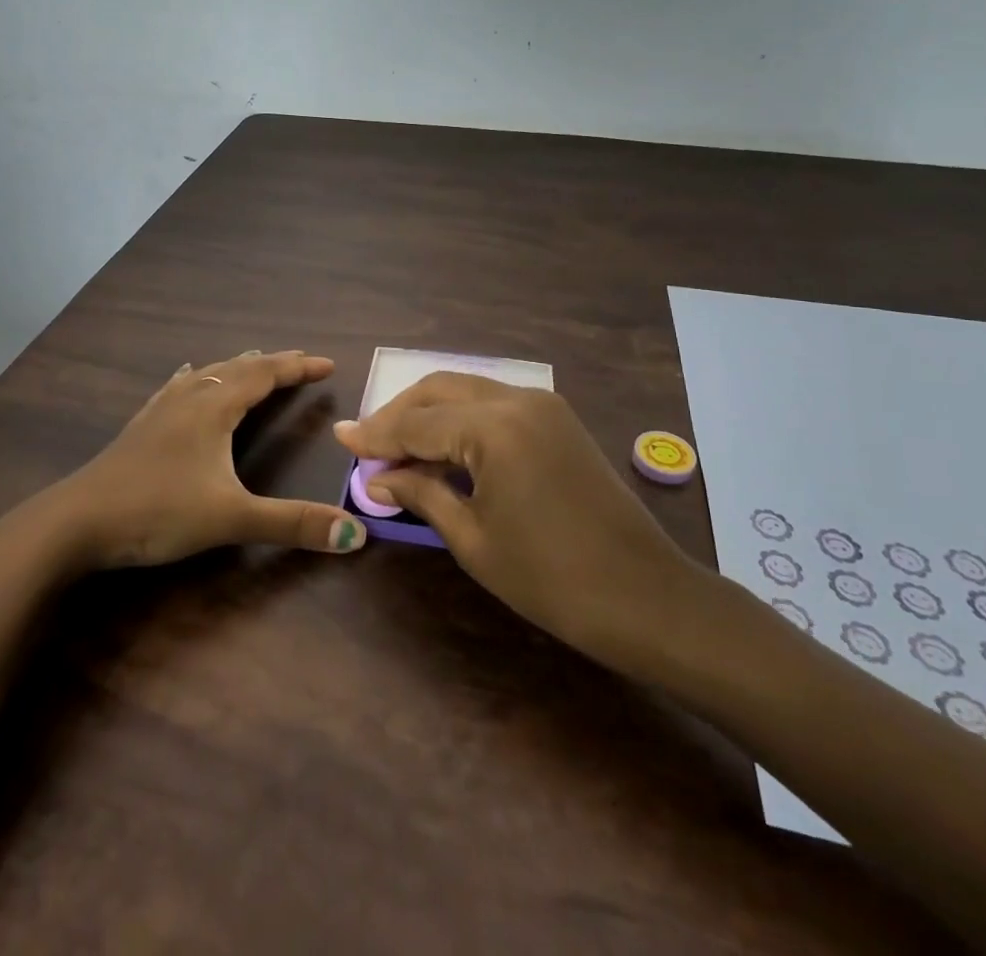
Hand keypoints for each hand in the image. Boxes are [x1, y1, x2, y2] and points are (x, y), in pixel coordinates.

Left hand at [24, 350, 367, 571]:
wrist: (76, 522)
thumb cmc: (157, 512)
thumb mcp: (231, 519)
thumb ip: (293, 524)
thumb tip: (355, 535)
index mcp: (214, 409)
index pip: (265, 375)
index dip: (298, 368)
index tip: (327, 364)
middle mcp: (189, 398)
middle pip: (238, 369)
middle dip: (272, 363)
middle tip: (299, 362)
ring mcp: (160, 410)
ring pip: (206, 374)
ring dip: (236, 367)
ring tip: (253, 361)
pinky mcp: (140, 427)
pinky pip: (175, 387)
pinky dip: (195, 376)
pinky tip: (186, 374)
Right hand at [334, 374, 716, 664]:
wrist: (645, 596)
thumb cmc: (551, 578)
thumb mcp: (474, 539)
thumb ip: (422, 494)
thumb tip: (378, 478)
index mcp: (494, 427)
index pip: (417, 422)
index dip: (375, 434)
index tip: (340, 439)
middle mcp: (517, 399)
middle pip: (440, 389)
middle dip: (399, 414)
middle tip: (368, 445)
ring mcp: (542, 404)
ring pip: (467, 390)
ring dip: (430, 412)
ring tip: (399, 448)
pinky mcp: (557, 418)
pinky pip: (494, 403)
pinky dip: (461, 418)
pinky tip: (444, 448)